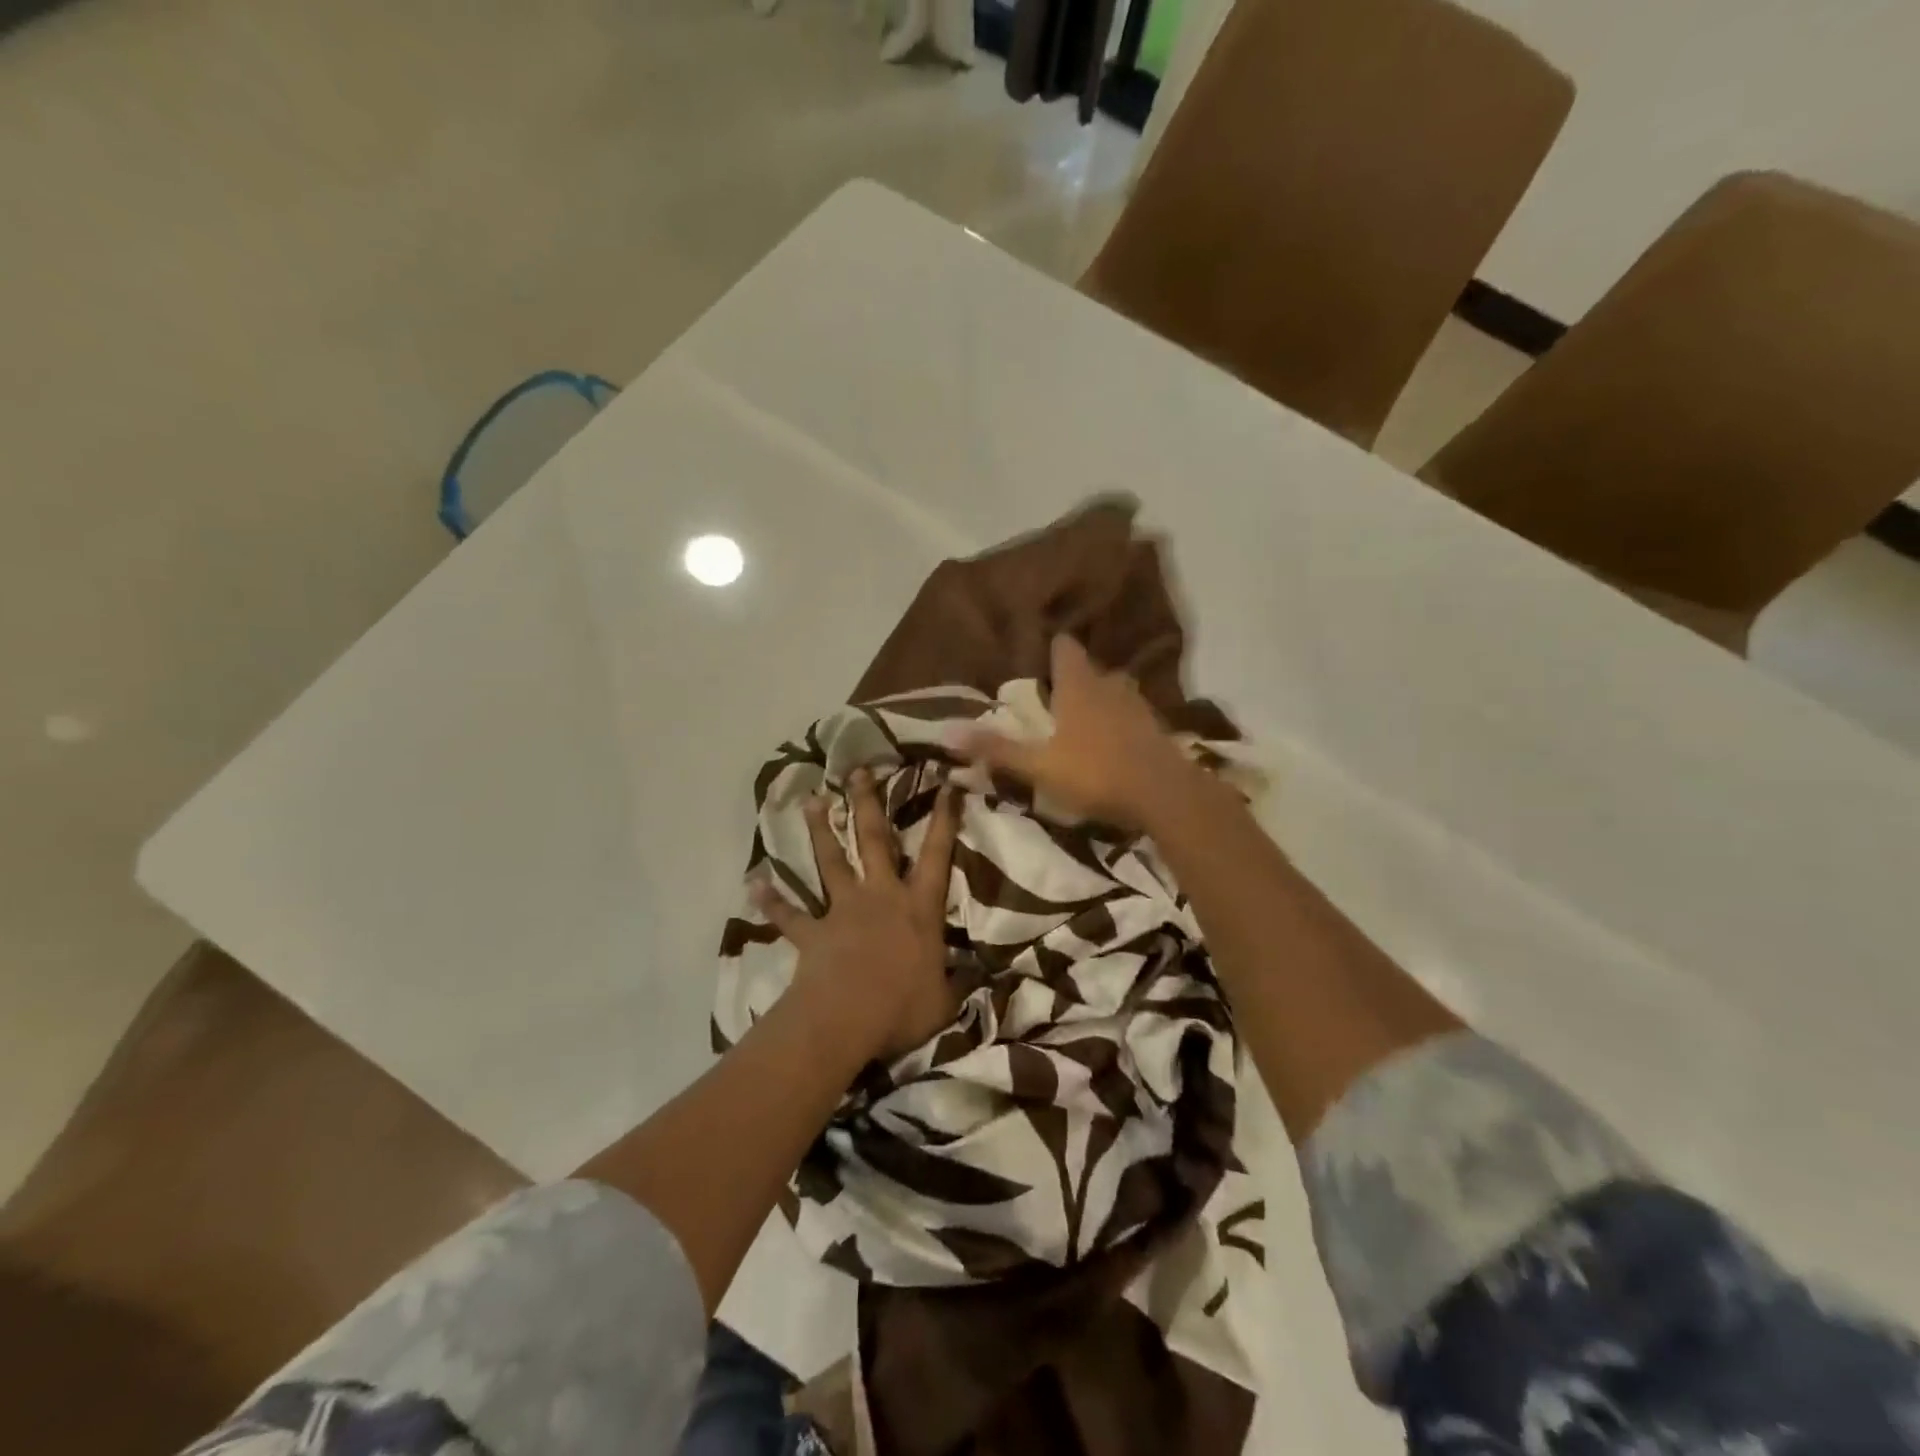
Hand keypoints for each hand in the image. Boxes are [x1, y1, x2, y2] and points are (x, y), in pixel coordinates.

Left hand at [751, 766, 961, 1063]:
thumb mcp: (946, 999)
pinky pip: (789, 914)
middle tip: (859, 771)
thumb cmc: (903, 1008)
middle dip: (868, 803)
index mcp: (918, 908)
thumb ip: (962, 980)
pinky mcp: (813, 932)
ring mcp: (843, 910)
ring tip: (812, 800)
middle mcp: (881, 897)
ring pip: (831, 862)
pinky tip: (755, 883)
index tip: (946, 784)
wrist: (847, 1020)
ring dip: (820, 831)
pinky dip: (772, 900)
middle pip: (875, 840)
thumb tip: (983, 973)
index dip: (944, 819)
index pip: (937, 855)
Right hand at [955, 634, 1202, 831]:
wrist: (1164, 795)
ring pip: (1113, 689)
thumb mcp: (1039, 766)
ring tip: (1081, 712)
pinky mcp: (1156, 728)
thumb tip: (947, 730)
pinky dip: (1120, 718)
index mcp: (1078, 686)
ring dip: (1098, 695)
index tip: (1039, 651)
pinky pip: (1132, 713)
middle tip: (1053, 689)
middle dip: (1073, 675)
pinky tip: (1112, 737)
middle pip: (1089, 668)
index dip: (1052, 646)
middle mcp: (1108, 686)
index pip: (1064, 648)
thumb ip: (996, 749)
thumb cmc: (1096, 774)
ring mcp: (1136, 706)